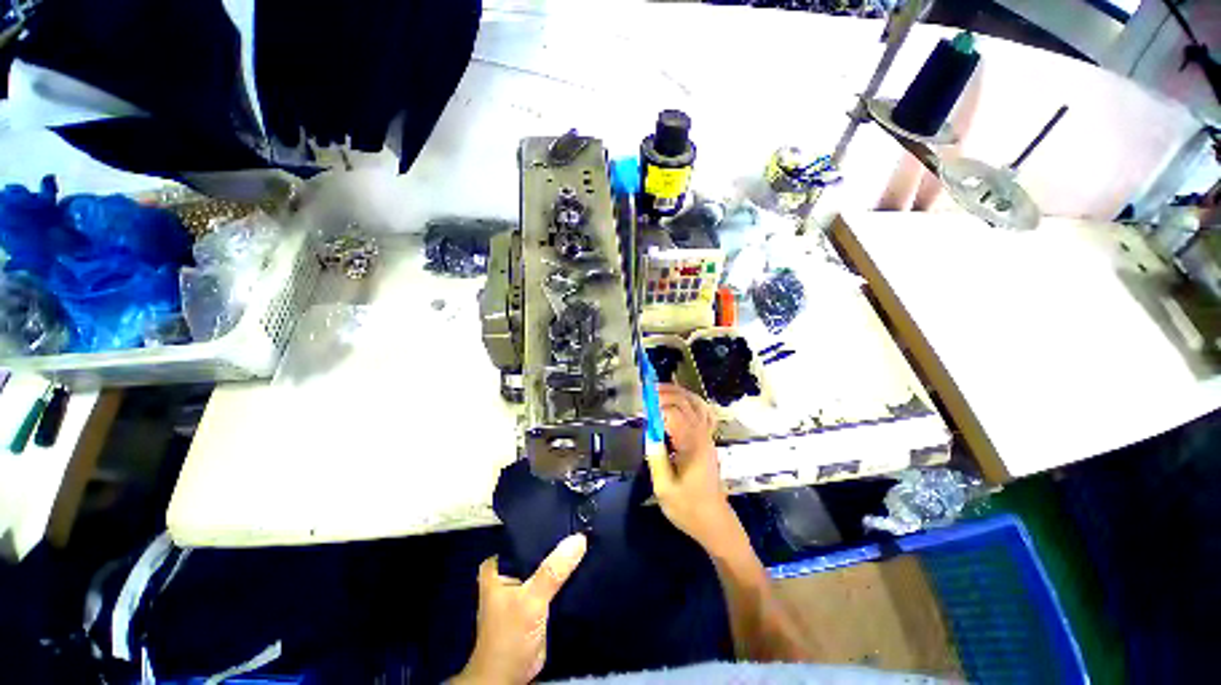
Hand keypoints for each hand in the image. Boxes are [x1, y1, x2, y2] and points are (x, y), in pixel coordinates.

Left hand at [454, 534, 587, 684]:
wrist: (510, 677)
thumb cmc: (510, 636)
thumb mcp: (531, 600)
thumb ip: (553, 571)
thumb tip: (579, 538)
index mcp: (499, 565)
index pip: (526, 535)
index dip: (547, 525)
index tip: (571, 512)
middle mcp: (510, 570)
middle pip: (539, 548)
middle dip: (559, 541)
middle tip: (584, 522)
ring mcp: (525, 585)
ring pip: (548, 564)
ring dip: (564, 558)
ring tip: (588, 536)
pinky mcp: (538, 599)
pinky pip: (555, 579)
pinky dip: (567, 573)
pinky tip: (585, 560)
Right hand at [647, 384, 742, 556]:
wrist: (713, 521)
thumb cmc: (687, 507)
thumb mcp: (664, 487)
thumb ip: (656, 457)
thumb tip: (648, 431)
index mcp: (691, 444)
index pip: (673, 411)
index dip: (655, 404)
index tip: (640, 406)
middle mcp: (701, 434)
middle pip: (685, 401)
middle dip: (665, 392)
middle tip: (645, 392)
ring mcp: (707, 435)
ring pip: (695, 403)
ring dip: (678, 393)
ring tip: (659, 390)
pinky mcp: (708, 440)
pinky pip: (703, 412)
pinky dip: (691, 401)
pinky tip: (680, 402)